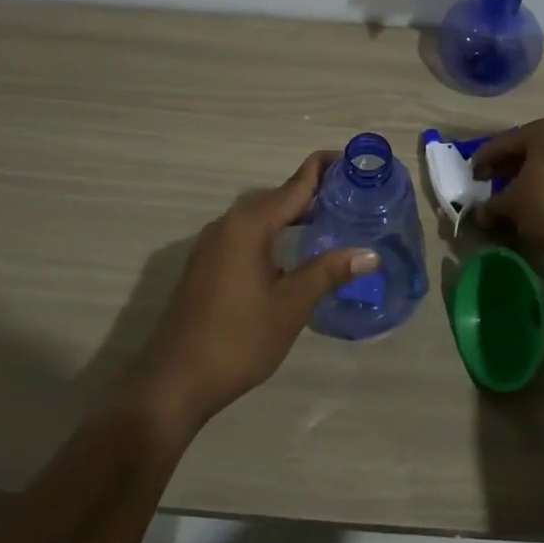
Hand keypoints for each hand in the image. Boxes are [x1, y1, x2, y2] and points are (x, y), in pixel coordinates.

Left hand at [123, 152, 376, 431]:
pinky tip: (295, 251)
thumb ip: (328, 272)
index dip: (325, 168)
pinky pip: (248, 233)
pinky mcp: (207, 264)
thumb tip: (370, 254)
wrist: (173, 382)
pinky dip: (276, 231)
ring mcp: (213, 244)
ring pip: (262, 216)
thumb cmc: (237, 340)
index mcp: (250, 225)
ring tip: (333, 219)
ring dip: (294, 213)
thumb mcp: (291, 306)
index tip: (356, 160)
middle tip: (355, 196)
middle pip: (278, 196)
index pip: (296, 184)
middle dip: (315, 191)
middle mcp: (229, 223)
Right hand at [473, 117, 543, 252]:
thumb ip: (491, 206)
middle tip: (490, 182)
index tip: (472, 173)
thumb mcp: (511, 205)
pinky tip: (540, 205)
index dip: (484, 159)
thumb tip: (479, 214)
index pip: (504, 142)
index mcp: (543, 130)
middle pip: (529, 150)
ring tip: (515, 196)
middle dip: (508, 167)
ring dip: (530, 178)